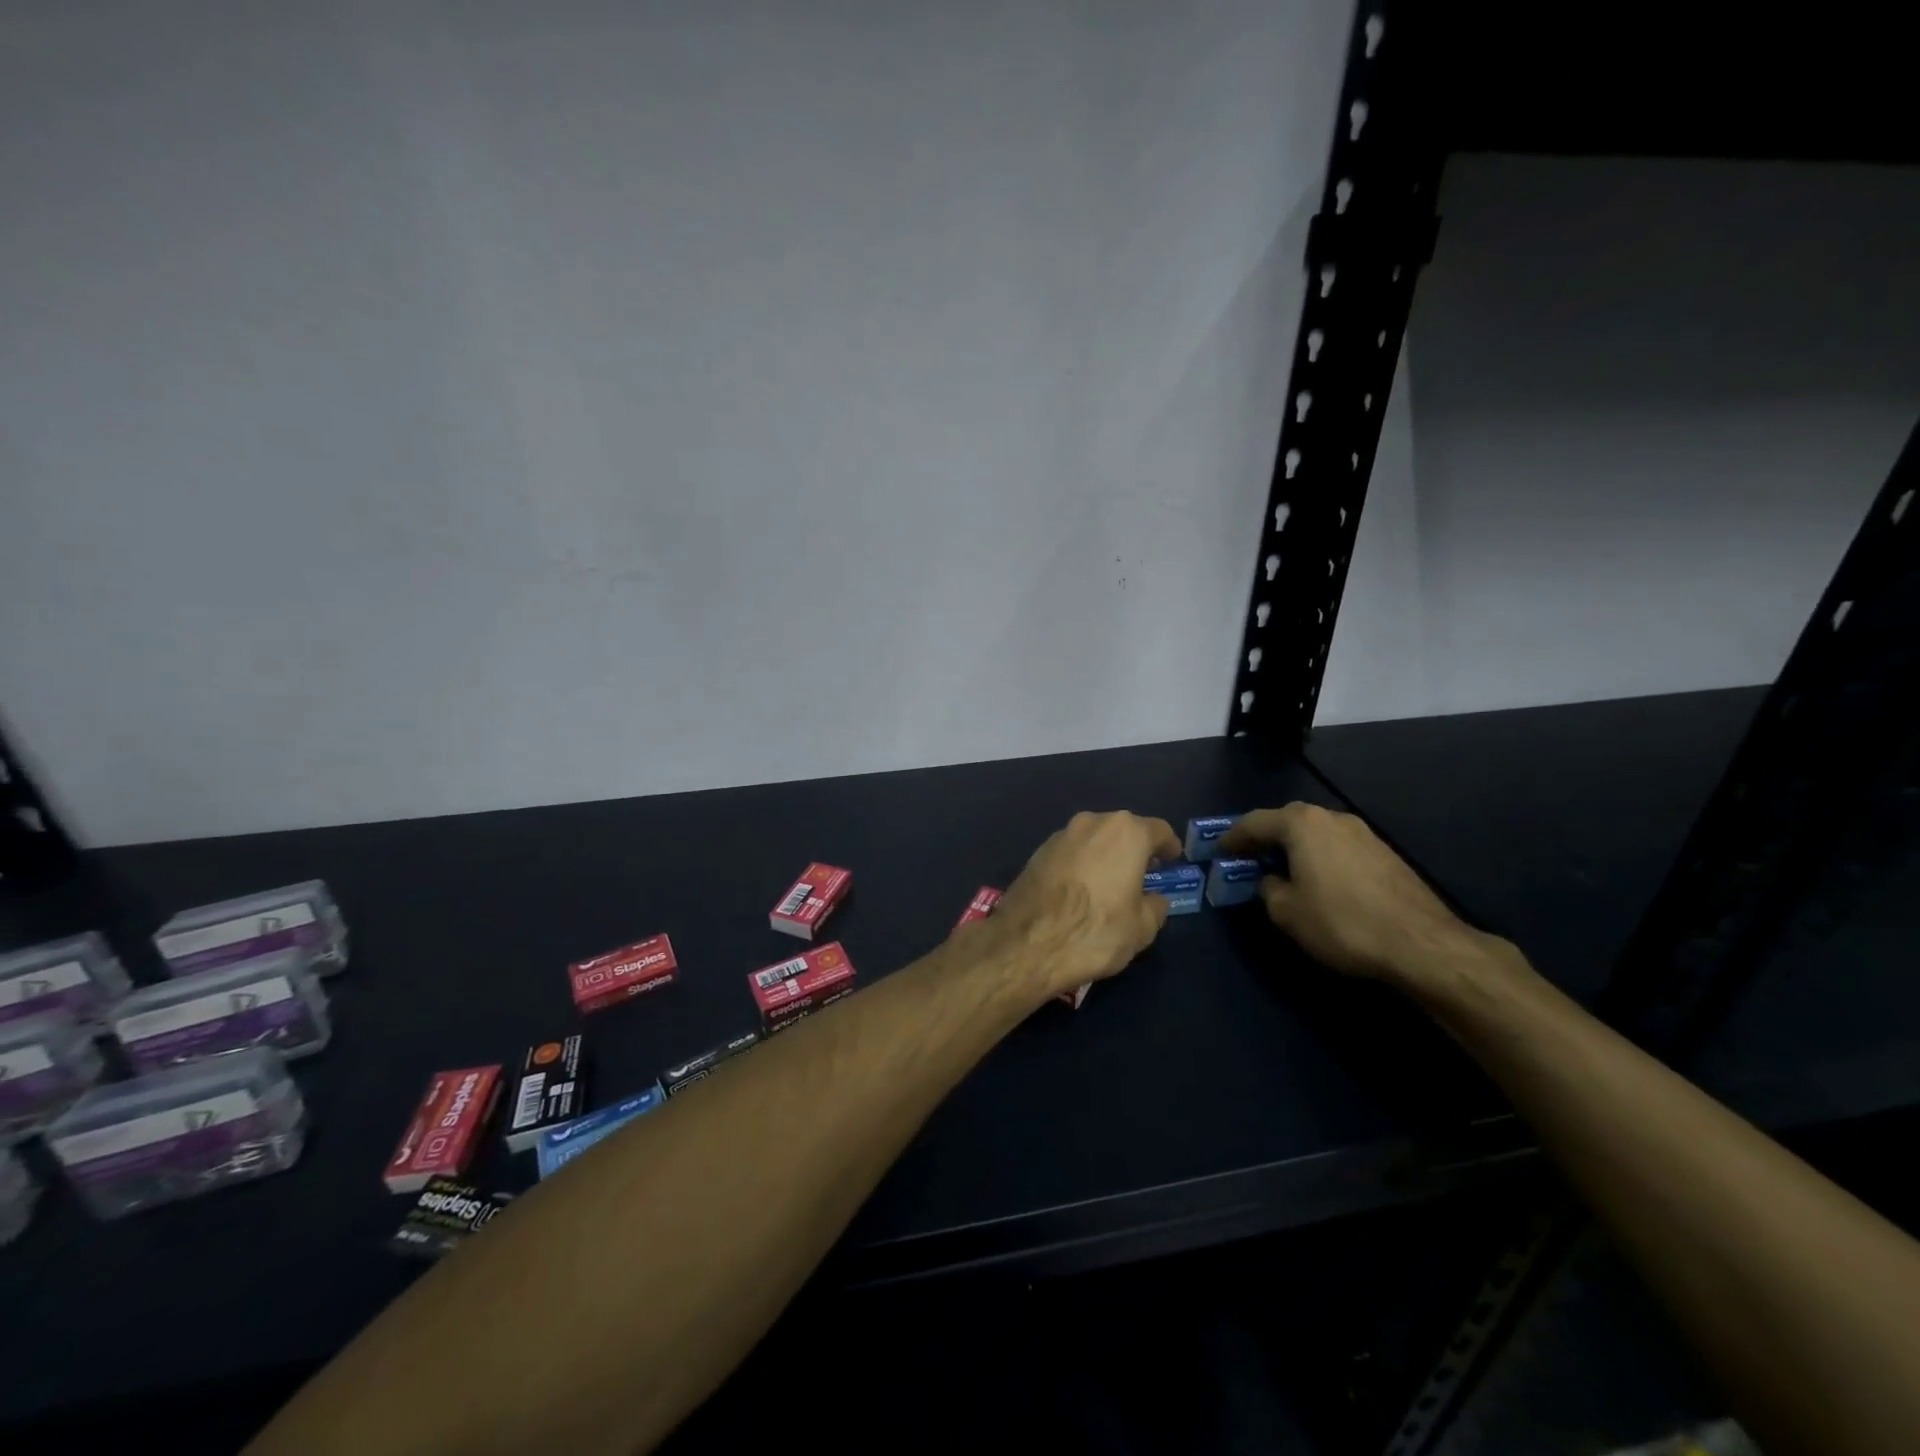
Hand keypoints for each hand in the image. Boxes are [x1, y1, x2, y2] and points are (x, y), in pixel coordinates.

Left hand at [972, 811, 1182, 1001]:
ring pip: (1094, 838)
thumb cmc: (1095, 931)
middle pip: (1123, 830)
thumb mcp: (1141, 928)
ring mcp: (1061, 834)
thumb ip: (1155, 906)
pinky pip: (1072, 852)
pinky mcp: (1037, 851)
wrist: (1026, 943)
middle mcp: (1092, 823)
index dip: (1169, 846)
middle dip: (1136, 849)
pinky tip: (1082, 889)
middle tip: (1144, 873)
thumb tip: (1154, 898)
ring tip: (1112, 882)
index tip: (1173, 859)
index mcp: (1126, 833)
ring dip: (1106, 855)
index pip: (1159, 830)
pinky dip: (1082, 863)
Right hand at [1219, 802, 1486, 987]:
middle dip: (1265, 837)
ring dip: (1295, 846)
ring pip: (1316, 832)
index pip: (1254, 821)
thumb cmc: (1342, 922)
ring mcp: (1363, 832)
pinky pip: (1338, 846)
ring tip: (1282, 869)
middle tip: (1248, 857)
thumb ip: (1268, 889)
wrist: (1421, 943)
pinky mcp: (1384, 852)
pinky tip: (1319, 879)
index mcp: (1302, 824)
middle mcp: (1332, 817)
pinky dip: (1320, 856)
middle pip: (1287, 820)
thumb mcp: (1287, 912)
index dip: (1232, 836)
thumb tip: (1271, 881)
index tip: (1218, 851)